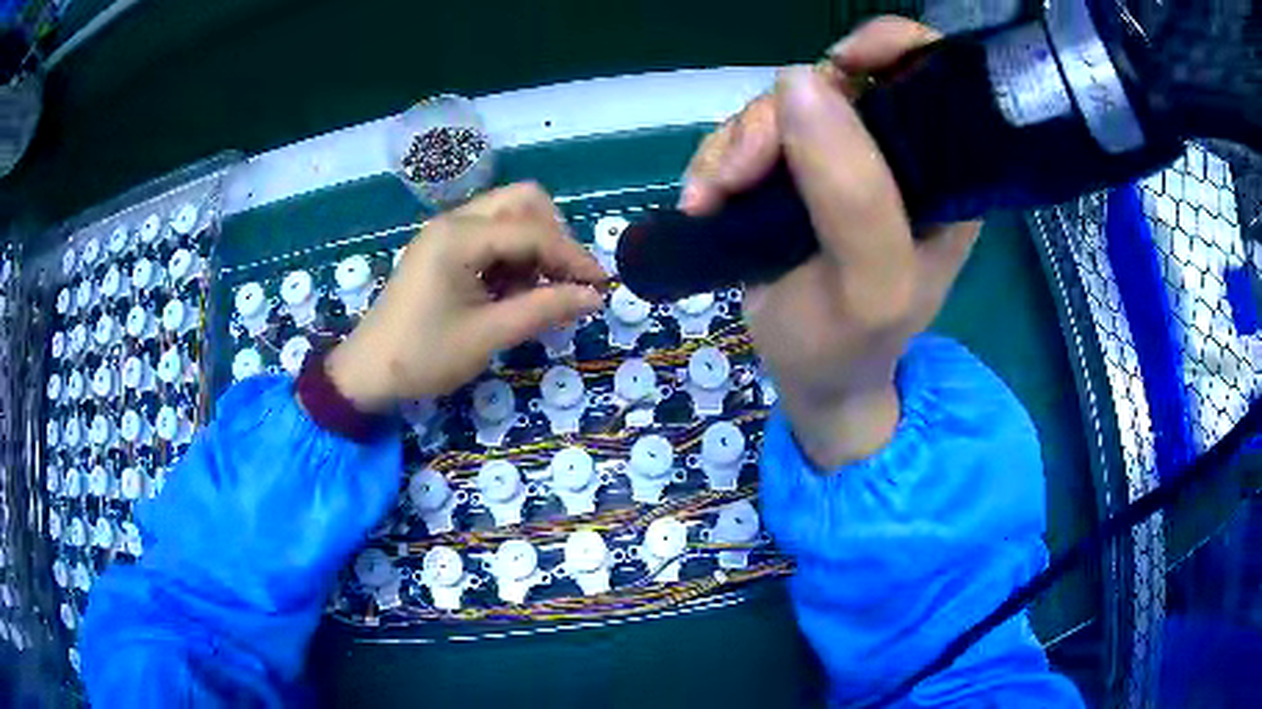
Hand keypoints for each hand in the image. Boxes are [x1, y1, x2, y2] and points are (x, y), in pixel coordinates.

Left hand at [326, 183, 606, 411]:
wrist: (367, 372)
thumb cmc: (423, 356)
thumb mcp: (488, 336)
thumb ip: (544, 309)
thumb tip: (593, 296)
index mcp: (460, 236)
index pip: (533, 231)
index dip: (573, 257)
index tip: (600, 286)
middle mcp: (454, 221)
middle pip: (523, 201)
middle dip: (553, 236)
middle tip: (564, 279)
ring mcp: (446, 232)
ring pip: (508, 215)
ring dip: (533, 246)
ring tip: (534, 293)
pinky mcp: (443, 248)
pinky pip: (491, 234)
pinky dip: (511, 255)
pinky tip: (509, 292)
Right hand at [680, 17, 980, 469]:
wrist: (809, 378)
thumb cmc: (850, 343)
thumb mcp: (869, 284)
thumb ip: (853, 191)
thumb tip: (799, 82)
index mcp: (943, 175)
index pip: (932, 76)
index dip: (890, 48)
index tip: (840, 66)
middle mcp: (895, 155)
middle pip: (835, 82)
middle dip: (778, 118)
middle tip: (742, 174)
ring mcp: (839, 159)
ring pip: (779, 106)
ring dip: (735, 146)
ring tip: (714, 200)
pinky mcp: (792, 171)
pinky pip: (746, 134)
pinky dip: (716, 160)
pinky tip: (705, 201)